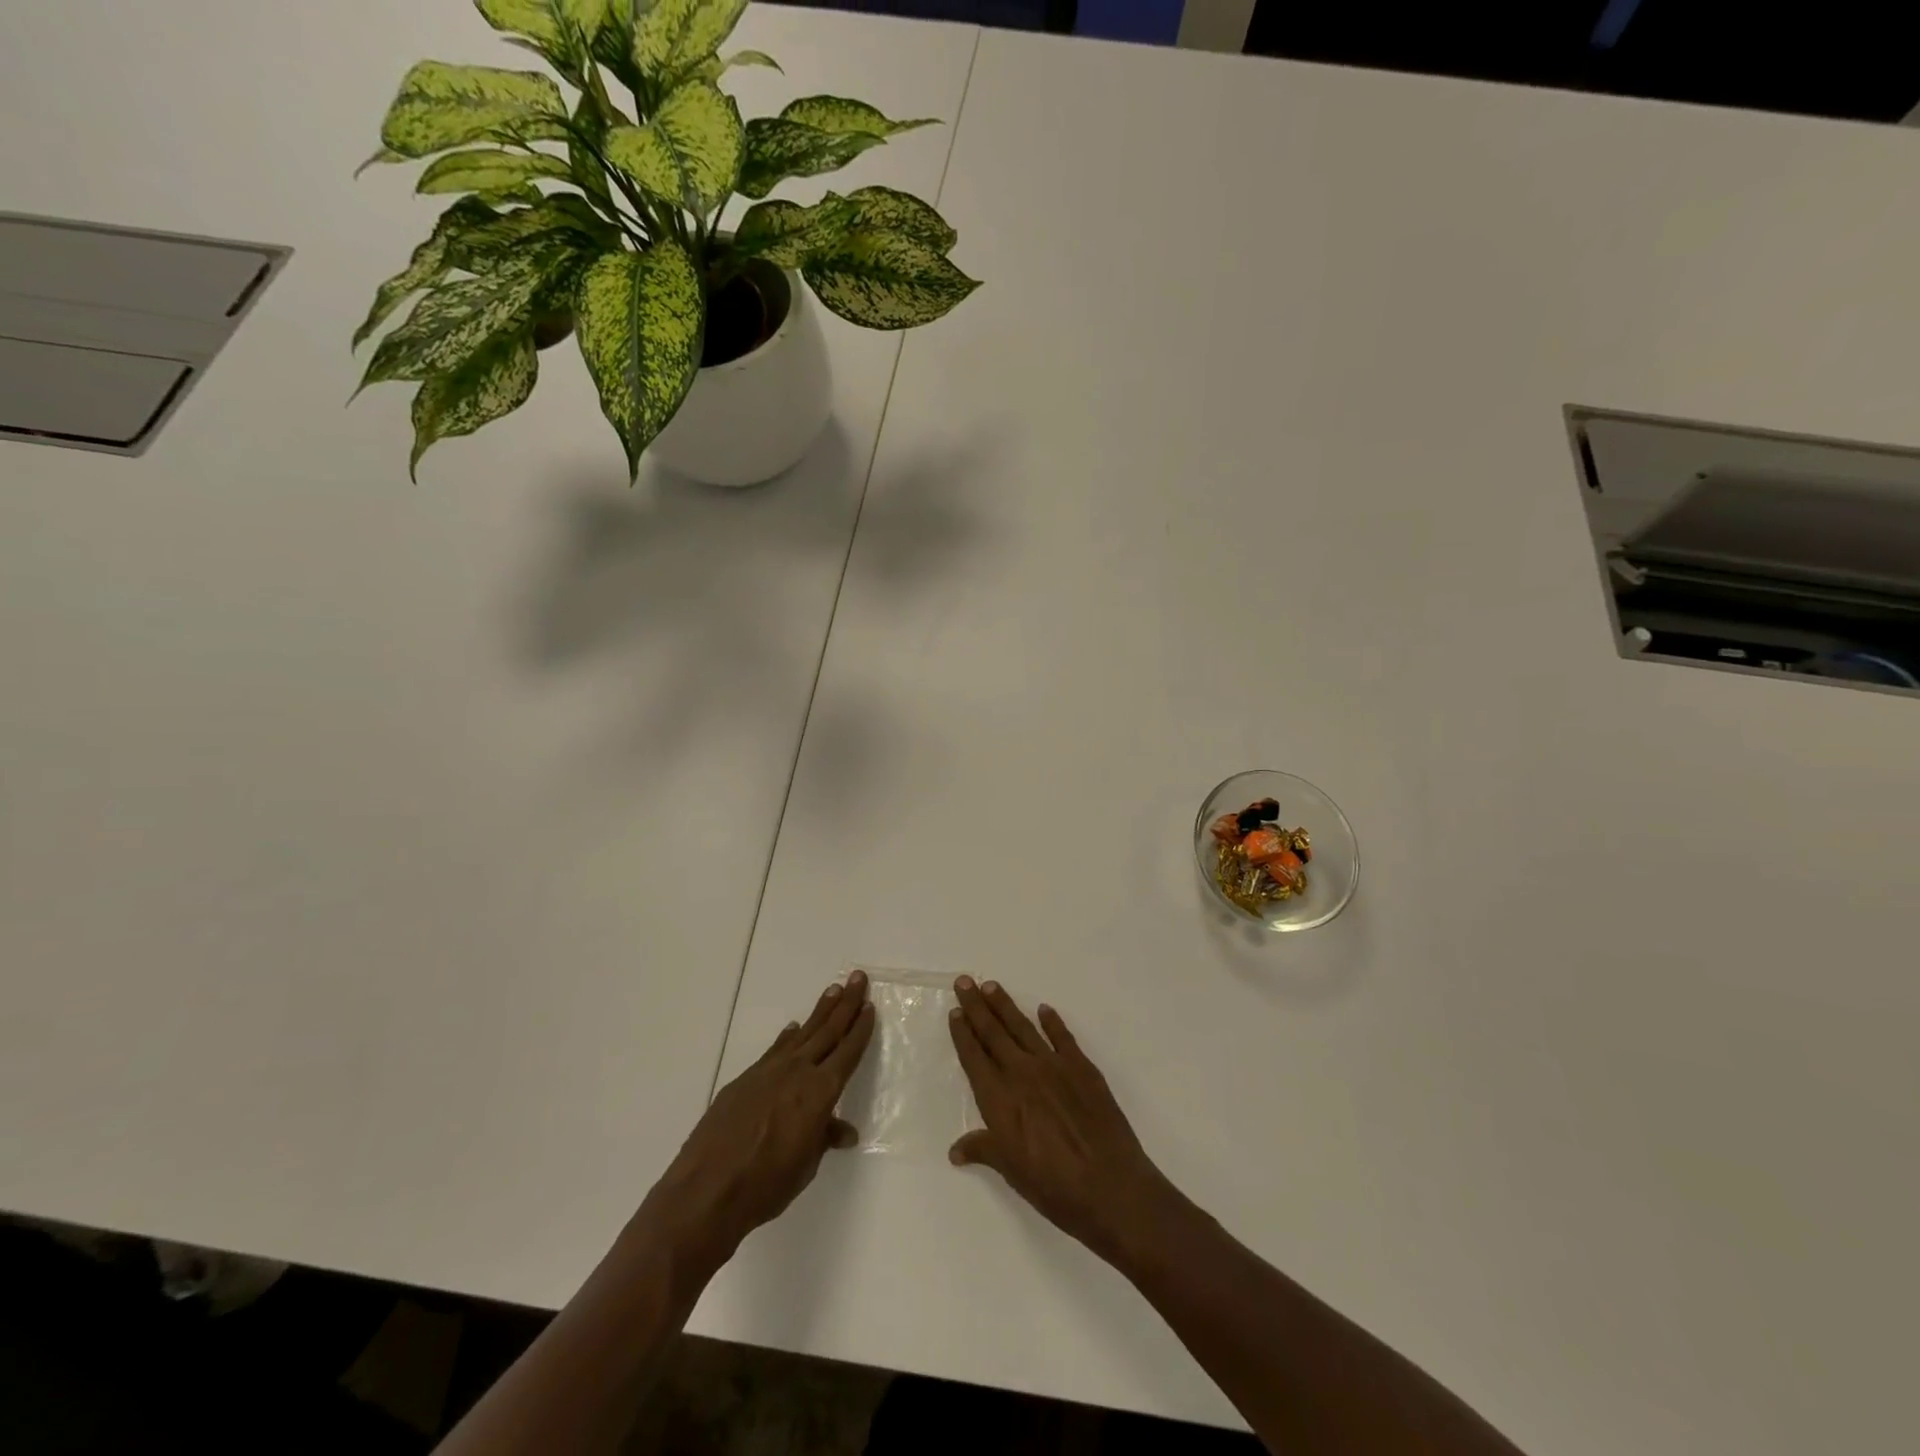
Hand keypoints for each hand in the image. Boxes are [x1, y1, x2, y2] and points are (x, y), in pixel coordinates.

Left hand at [641, 971, 873, 1272]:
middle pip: (828, 1031)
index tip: (869, 1006)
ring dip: (819, 1012)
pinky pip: (775, 1049)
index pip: (847, 1052)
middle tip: (857, 977)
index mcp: (820, 1092)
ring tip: (832, 990)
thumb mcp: (805, 1166)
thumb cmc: (766, 1185)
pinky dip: (788, 1037)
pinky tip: (793, 1028)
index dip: (860, 1029)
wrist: (707, 1190)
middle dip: (845, 1003)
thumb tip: (843, 1131)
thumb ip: (823, 1139)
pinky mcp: (745, 1079)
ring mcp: (768, 1072)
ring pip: (802, 1034)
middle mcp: (798, 1072)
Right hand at [948, 976, 1175, 1263]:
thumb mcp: (1012, 1171)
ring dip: (1005, 1006)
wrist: (1110, 1186)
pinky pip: (1063, 1037)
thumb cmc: (1054, 1187)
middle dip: (976, 1006)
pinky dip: (1052, 1022)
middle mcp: (1022, 1073)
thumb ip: (984, 1150)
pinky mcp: (1082, 1068)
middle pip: (993, 1032)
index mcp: (999, 1098)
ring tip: (992, 986)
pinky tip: (1044, 1010)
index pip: (974, 1057)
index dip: (963, 1034)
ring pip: (1023, 1027)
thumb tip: (956, 1150)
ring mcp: (1054, 1066)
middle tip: (964, 981)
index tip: (955, 1012)